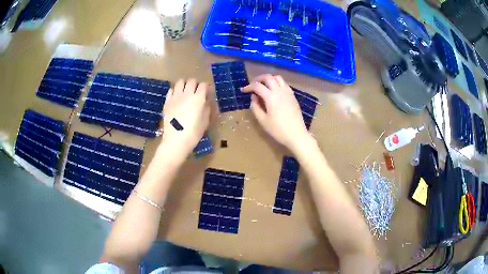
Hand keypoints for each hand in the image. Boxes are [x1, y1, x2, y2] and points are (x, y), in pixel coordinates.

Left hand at [160, 79, 209, 158]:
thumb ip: (206, 108)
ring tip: (185, 92)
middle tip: (196, 92)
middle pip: (191, 81)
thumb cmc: (194, 133)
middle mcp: (187, 94)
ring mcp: (175, 97)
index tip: (206, 93)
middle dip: (195, 84)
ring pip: (180, 82)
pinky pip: (171, 90)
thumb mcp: (205, 121)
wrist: (176, 140)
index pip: (203, 85)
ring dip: (184, 85)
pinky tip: (177, 97)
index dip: (206, 88)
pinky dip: (175, 91)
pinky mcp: (167, 102)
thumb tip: (205, 101)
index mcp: (198, 98)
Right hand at [242, 74, 309, 150]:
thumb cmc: (278, 130)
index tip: (243, 90)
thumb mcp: (263, 121)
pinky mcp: (293, 96)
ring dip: (269, 79)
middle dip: (259, 79)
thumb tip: (253, 97)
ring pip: (278, 78)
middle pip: (268, 77)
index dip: (249, 86)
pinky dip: (277, 83)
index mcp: (271, 97)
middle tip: (253, 85)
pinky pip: (284, 84)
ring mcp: (288, 92)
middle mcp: (279, 91)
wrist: (296, 135)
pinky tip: (274, 91)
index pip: (257, 86)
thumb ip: (256, 107)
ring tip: (264, 85)